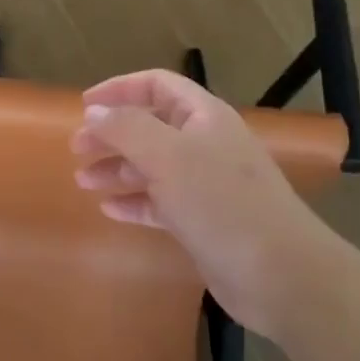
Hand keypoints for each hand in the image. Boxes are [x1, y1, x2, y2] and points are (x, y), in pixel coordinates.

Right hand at [71, 69, 338, 338]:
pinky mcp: (205, 221)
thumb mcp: (167, 156)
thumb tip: (95, 112)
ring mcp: (207, 184)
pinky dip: (135, 201)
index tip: (83, 106)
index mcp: (204, 117)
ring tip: (83, 180)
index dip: (119, 89)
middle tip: (77, 149)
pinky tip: (109, 209)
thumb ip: (127, 128)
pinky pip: (161, 202)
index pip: (157, 85)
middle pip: (151, 125)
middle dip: (112, 133)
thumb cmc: (222, 203)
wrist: (282, 275)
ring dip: (118, 168)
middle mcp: (206, 144)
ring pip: (153, 165)